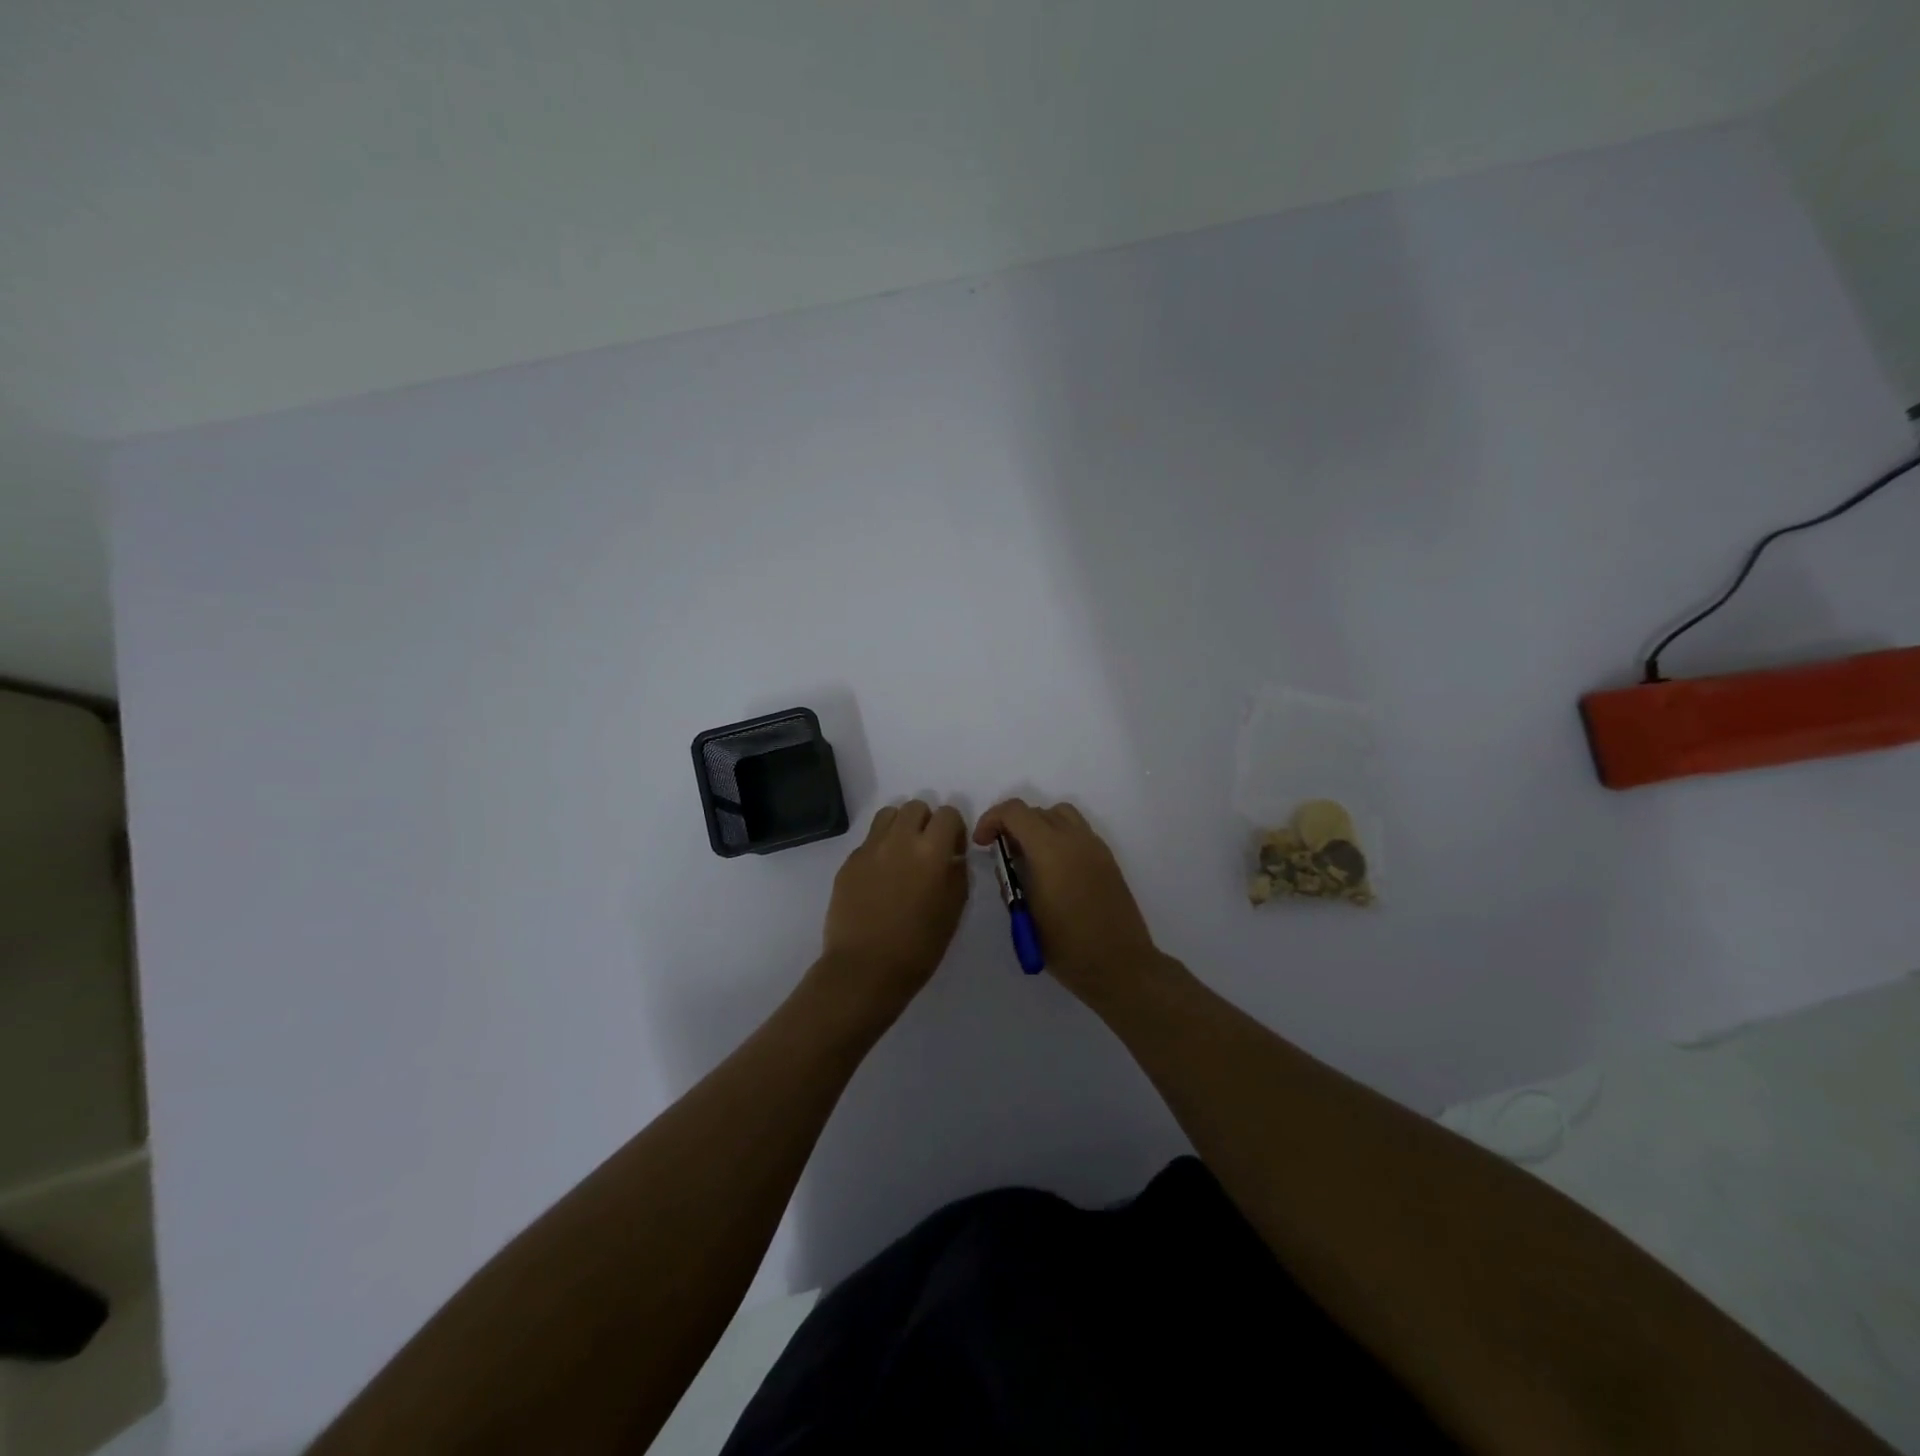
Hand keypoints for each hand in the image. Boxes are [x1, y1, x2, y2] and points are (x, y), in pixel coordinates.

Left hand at [816, 800, 969, 1018]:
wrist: (864, 969)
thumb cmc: (918, 946)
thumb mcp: (953, 911)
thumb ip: (957, 874)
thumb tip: (952, 857)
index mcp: (931, 851)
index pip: (947, 814)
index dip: (954, 829)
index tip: (952, 851)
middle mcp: (899, 840)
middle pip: (915, 807)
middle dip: (926, 823)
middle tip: (927, 851)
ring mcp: (869, 849)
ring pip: (888, 815)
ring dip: (900, 827)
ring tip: (902, 855)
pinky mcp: (848, 862)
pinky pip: (868, 841)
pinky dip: (879, 848)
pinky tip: (880, 878)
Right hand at [972, 799, 1160, 1001]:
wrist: (1119, 965)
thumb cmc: (1066, 946)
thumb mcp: (1025, 914)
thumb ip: (1011, 878)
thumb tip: (1008, 861)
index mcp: (1050, 849)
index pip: (1015, 811)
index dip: (991, 820)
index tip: (982, 843)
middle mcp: (1074, 839)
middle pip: (1037, 811)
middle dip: (1013, 824)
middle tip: (1003, 853)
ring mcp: (1095, 846)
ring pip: (1061, 815)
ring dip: (1038, 825)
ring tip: (1030, 856)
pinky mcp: (1107, 859)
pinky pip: (1078, 831)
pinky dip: (1059, 836)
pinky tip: (1054, 869)